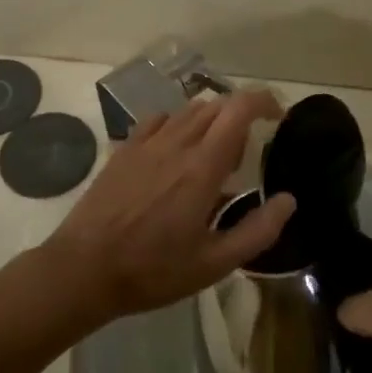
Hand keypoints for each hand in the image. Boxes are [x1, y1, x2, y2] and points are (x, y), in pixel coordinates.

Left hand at [43, 91, 295, 329]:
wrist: (82, 270)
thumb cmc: (152, 270)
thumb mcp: (213, 264)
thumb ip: (257, 231)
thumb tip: (289, 200)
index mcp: (203, 166)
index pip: (239, 109)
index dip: (264, 101)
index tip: (278, 116)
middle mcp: (177, 143)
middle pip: (217, 105)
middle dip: (240, 116)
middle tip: (244, 154)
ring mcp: (146, 143)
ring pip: (188, 110)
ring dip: (211, 120)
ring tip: (212, 156)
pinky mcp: (124, 149)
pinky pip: (159, 120)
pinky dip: (178, 124)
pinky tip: (175, 151)